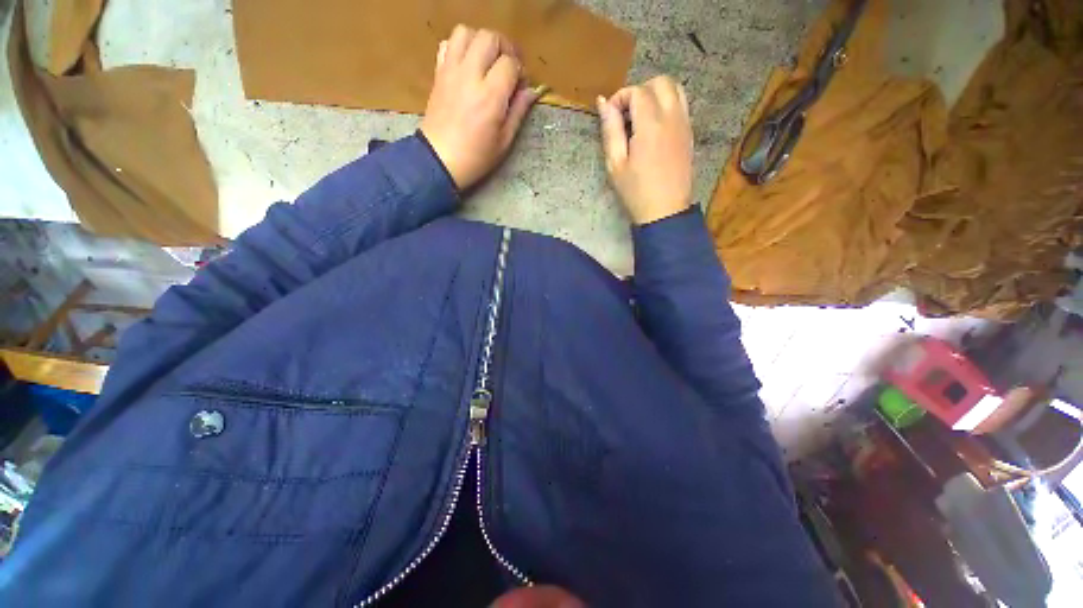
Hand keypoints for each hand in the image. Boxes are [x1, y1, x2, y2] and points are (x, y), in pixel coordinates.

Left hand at [420, 26, 540, 189]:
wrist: (439, 160)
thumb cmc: (476, 157)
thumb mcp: (504, 141)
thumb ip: (518, 111)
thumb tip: (532, 91)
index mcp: (490, 96)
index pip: (510, 63)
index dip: (520, 71)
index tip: (521, 86)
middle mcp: (470, 76)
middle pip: (490, 38)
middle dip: (504, 48)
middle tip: (508, 66)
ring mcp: (451, 71)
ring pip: (466, 33)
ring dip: (481, 41)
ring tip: (487, 61)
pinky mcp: (438, 74)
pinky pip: (447, 44)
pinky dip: (459, 47)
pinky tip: (467, 64)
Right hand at [597, 76, 693, 224]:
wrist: (665, 211)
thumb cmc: (636, 191)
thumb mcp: (615, 164)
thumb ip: (610, 130)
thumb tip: (604, 102)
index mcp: (651, 125)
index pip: (637, 91)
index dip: (620, 97)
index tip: (610, 117)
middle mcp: (672, 117)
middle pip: (660, 82)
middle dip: (640, 91)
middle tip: (626, 115)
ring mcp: (684, 124)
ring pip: (675, 89)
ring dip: (656, 94)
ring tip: (641, 118)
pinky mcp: (689, 134)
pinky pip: (682, 105)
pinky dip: (667, 105)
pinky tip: (655, 127)